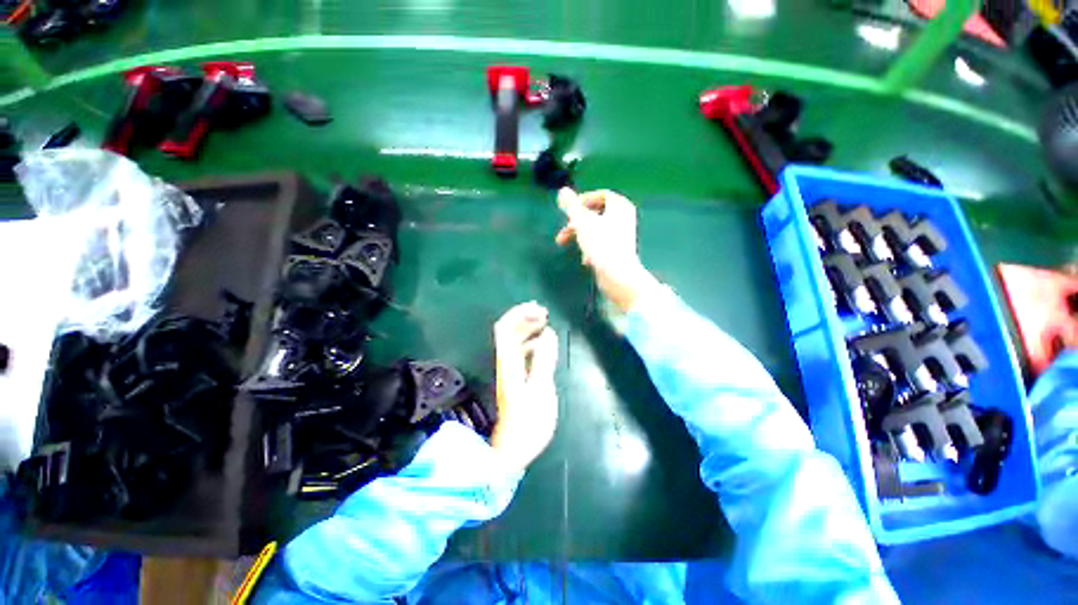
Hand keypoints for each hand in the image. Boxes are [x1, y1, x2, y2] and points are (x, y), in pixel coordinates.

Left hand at [492, 302, 558, 470]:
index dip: (519, 314)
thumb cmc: (528, 421)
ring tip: (545, 324)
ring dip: (528, 329)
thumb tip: (548, 332)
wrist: (514, 449)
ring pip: (515, 342)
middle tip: (544, 313)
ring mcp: (511, 371)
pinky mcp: (517, 379)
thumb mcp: (540, 389)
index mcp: (509, 362)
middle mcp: (506, 362)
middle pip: (509, 332)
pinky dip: (532, 343)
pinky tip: (543, 345)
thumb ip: (544, 359)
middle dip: (525, 318)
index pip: (505, 328)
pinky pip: (522, 353)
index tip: (538, 309)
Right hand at [555, 188, 660, 312]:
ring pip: (596, 229)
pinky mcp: (619, 250)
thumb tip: (563, 191)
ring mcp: (623, 235)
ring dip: (580, 235)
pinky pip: (601, 242)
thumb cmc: (601, 245)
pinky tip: (585, 259)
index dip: (582, 200)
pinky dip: (590, 247)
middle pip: (596, 213)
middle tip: (564, 230)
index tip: (569, 211)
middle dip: (577, 221)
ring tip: (569, 246)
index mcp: (619, 205)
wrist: (618, 275)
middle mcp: (624, 217)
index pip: (600, 195)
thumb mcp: (581, 221)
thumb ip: (571, 205)